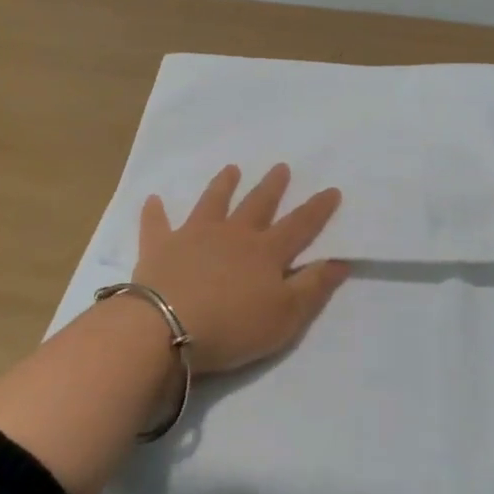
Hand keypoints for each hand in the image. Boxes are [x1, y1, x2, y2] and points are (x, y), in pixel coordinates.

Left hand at [132, 163, 349, 373]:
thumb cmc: (233, 326)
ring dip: (223, 185)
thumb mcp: (286, 315)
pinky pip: (157, 224)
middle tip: (281, 167)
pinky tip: (153, 199)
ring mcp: (194, 236)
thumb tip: (341, 260)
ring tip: (231, 169)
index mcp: (266, 252)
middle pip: (257, 205)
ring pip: (213, 203)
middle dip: (272, 186)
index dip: (317, 209)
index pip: (299, 225)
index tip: (331, 190)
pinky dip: (155, 212)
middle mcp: (233, 234)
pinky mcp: (160, 247)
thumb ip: (313, 287)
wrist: (168, 327)